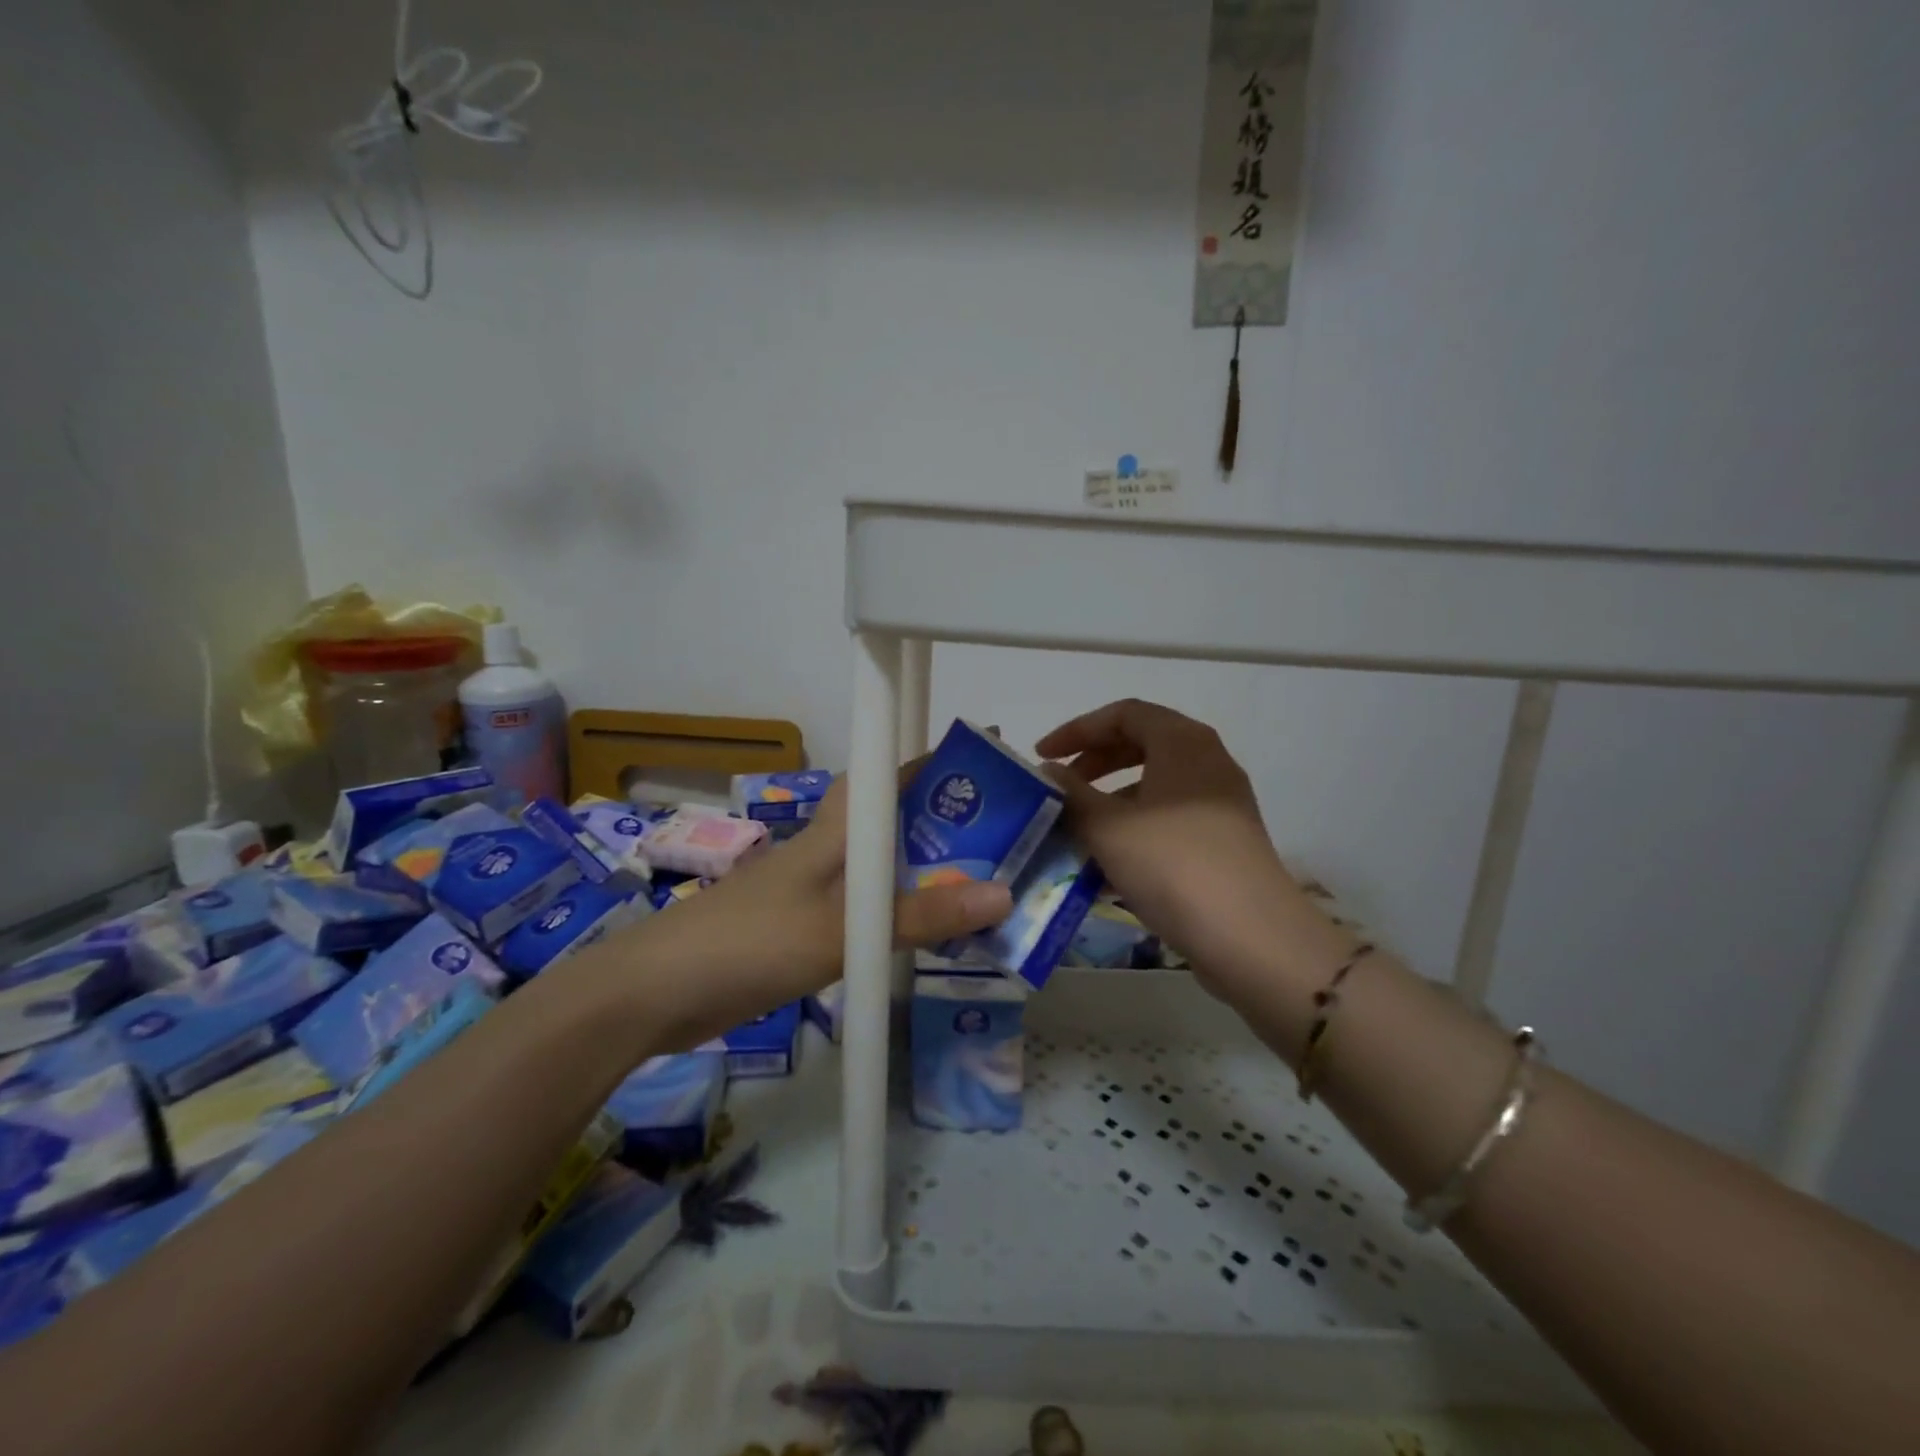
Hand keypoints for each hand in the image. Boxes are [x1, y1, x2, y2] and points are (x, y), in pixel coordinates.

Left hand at [597, 772, 1012, 1049]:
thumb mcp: (844, 930)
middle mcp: (827, 849)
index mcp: (836, 830)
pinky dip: (897, 913)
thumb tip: (1004, 893)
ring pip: (880, 867)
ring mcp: (811, 889)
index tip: (984, 763)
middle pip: (891, 821)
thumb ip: (922, 916)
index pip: (887, 774)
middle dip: (942, 821)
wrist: (658, 991)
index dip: (932, 762)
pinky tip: (922, 935)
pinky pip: (864, 909)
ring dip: (923, 871)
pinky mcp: (800, 927)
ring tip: (980, 885)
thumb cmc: (753, 941)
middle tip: (1003, 836)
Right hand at [1037, 700, 1339, 992]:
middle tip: (1060, 787)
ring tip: (1078, 830)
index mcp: (1183, 742)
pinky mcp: (1224, 840)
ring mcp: (1221, 802)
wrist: (1250, 937)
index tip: (1042, 756)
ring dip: (1111, 800)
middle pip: (1141, 744)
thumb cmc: (1172, 864)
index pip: (1123, 714)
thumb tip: (1048, 772)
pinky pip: (1170, 818)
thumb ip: (1071, 793)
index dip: (1077, 729)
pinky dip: (1135, 827)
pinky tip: (1108, 864)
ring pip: (1155, 785)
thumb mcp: (1107, 827)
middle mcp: (1208, 761)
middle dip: (1094, 762)